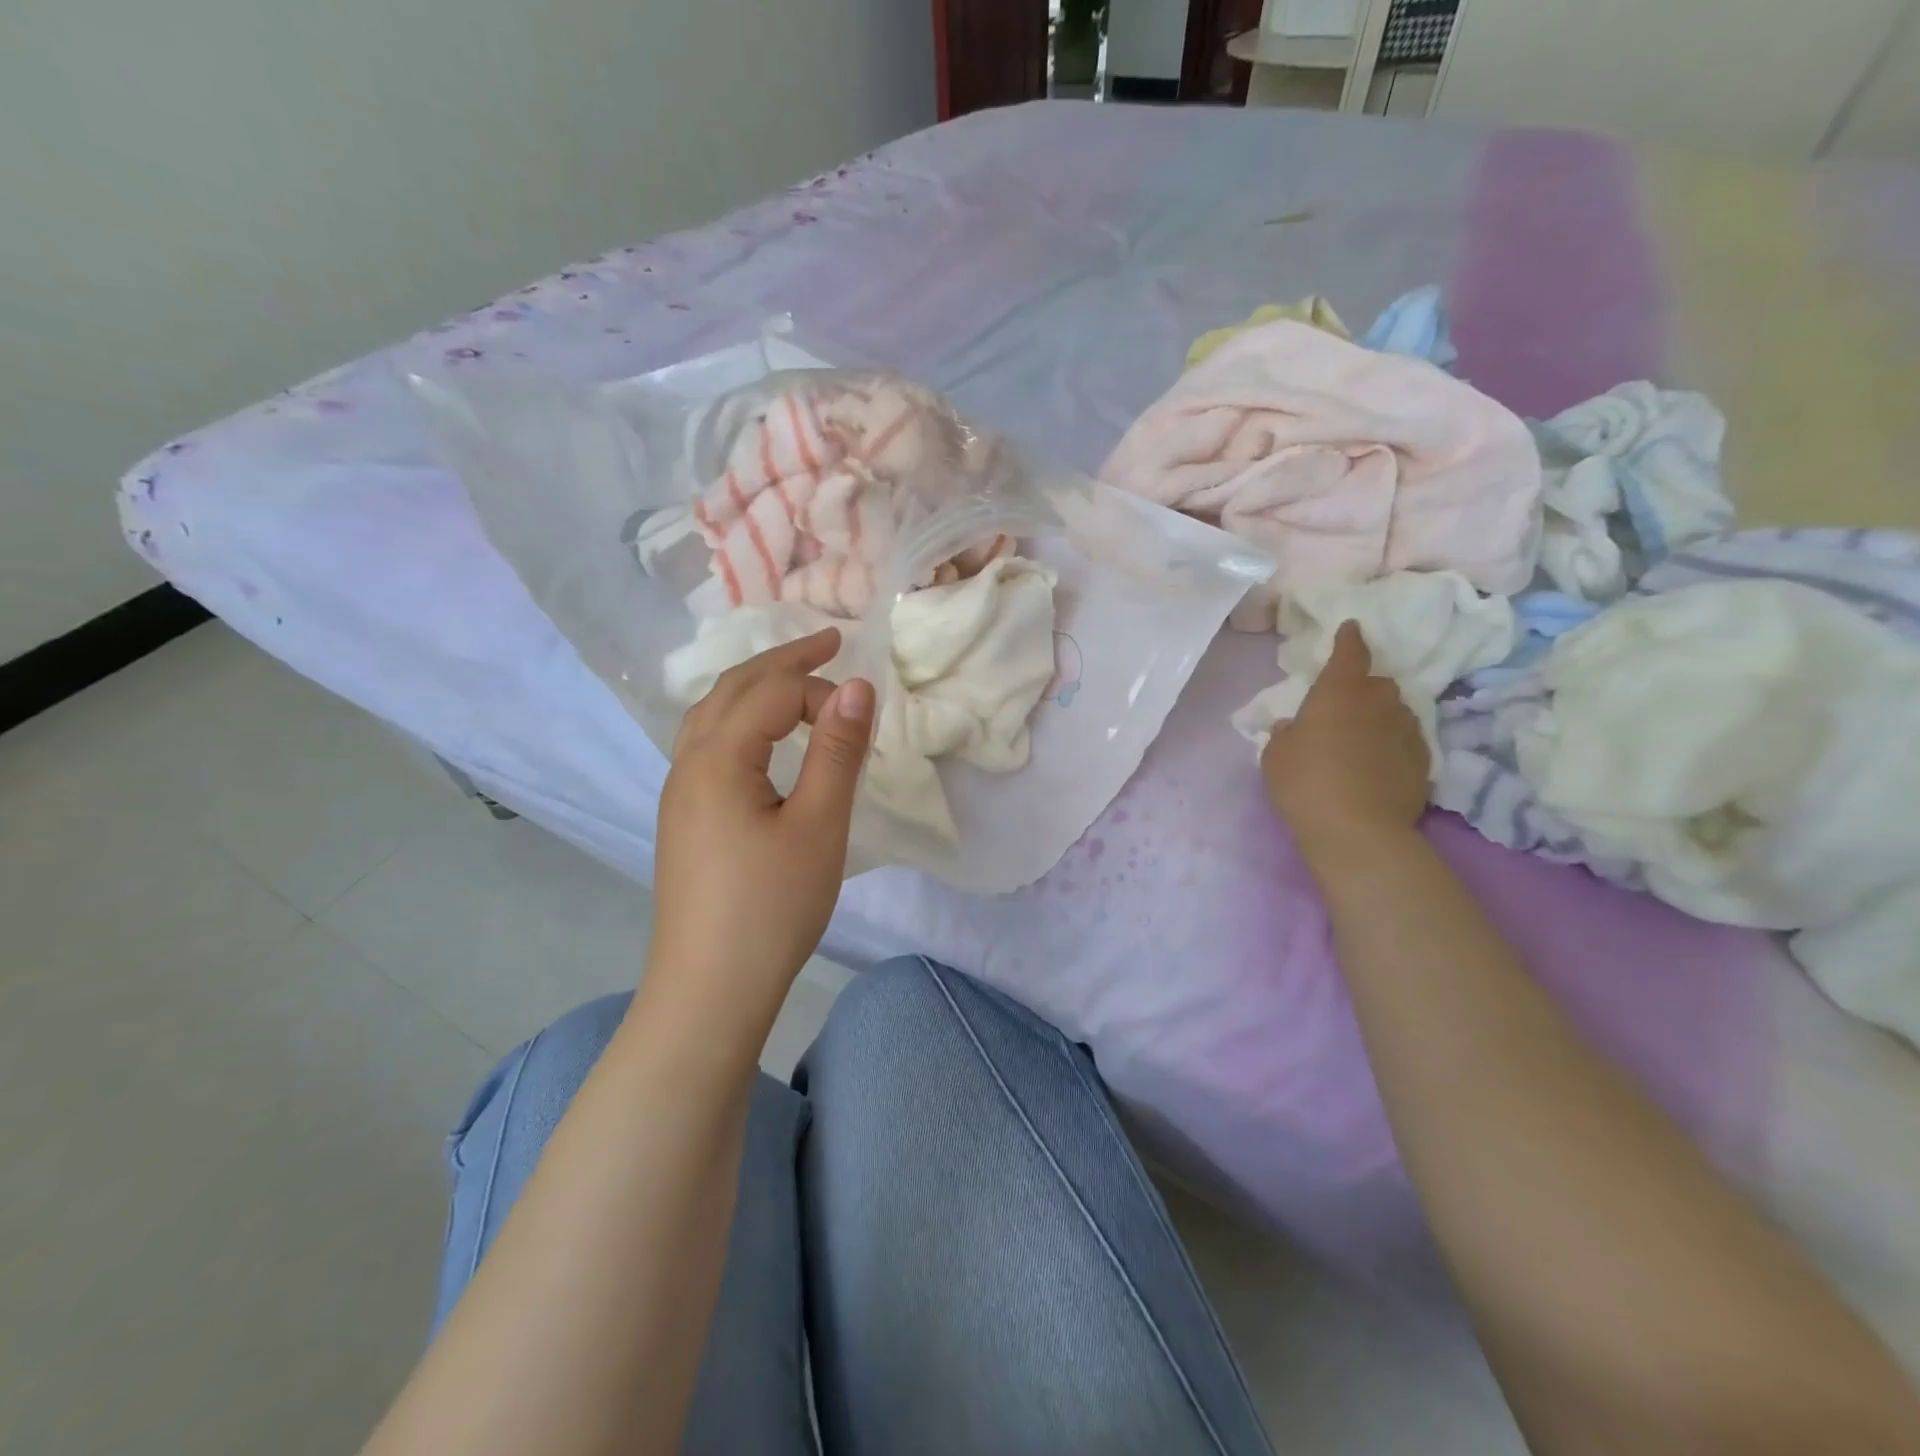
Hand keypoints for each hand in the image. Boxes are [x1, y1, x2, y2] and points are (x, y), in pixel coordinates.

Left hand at [648, 629, 874, 1013]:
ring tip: (795, 677)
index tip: (863, 717)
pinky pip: (708, 743)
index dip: (820, 691)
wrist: (709, 990)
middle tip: (829, 640)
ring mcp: (679, 792)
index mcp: (718, 757)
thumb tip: (857, 686)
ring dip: (755, 685)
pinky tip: (760, 738)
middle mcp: (688, 763)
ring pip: (712, 714)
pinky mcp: (684, 819)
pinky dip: (740, 718)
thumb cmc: (771, 907)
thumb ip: (838, 751)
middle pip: (732, 688)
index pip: (771, 693)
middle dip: (782, 659)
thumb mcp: (819, 826)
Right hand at [1261, 620, 1428, 859]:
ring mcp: (1407, 732)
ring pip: (1396, 712)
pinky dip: (1393, 745)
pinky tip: (1379, 764)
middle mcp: (1379, 704)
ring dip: (1381, 716)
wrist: (1358, 831)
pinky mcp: (1424, 763)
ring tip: (1363, 737)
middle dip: (1365, 687)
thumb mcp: (1276, 756)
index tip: (1351, 628)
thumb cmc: (1305, 783)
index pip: (1349, 654)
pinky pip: (1407, 742)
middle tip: (1346, 705)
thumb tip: (1294, 726)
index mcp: (1339, 693)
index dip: (1349, 640)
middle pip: (1378, 683)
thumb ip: (1285, 734)